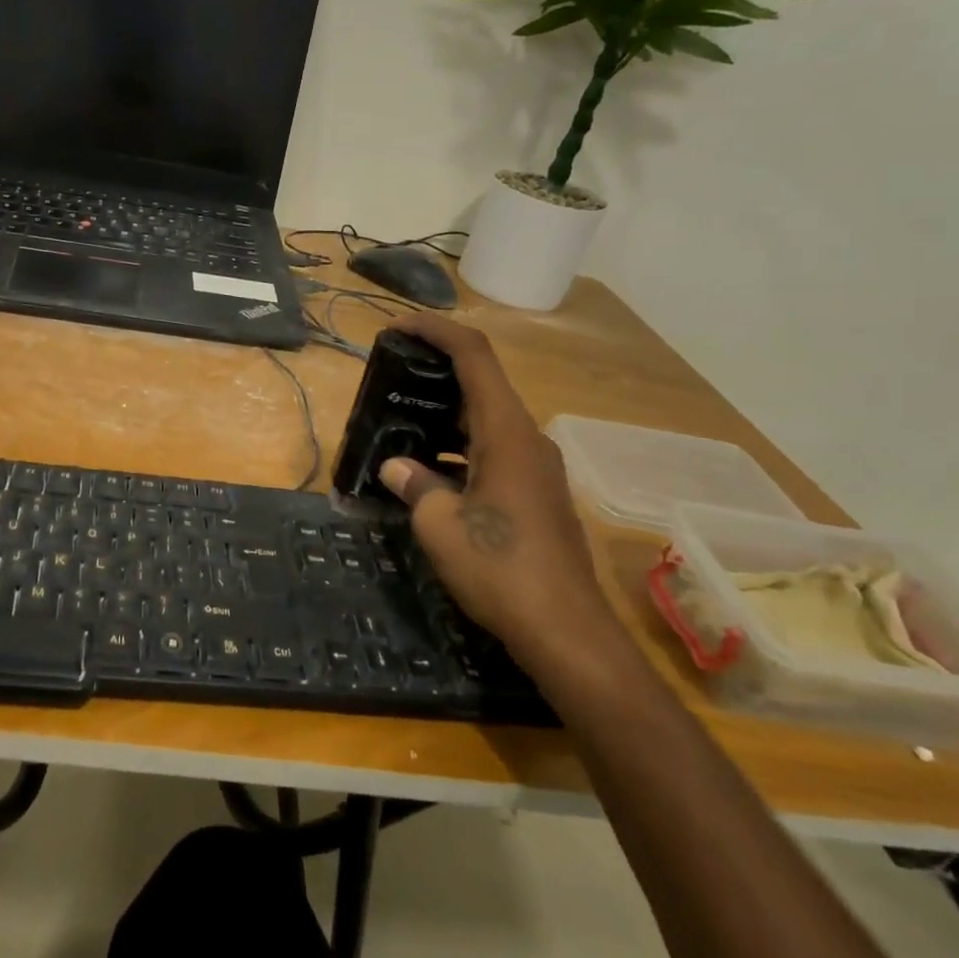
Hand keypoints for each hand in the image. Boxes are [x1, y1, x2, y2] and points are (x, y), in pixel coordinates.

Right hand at [377, 315, 621, 674]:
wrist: (566, 631)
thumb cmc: (500, 569)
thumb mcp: (439, 526)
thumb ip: (415, 485)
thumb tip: (396, 468)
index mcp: (507, 433)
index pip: (475, 357)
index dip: (436, 331)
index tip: (398, 326)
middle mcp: (528, 440)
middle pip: (482, 384)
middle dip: (436, 372)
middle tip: (392, 376)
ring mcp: (537, 468)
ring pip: (487, 421)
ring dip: (446, 414)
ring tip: (401, 422)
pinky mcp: (537, 494)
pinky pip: (494, 452)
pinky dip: (460, 447)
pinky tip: (429, 471)